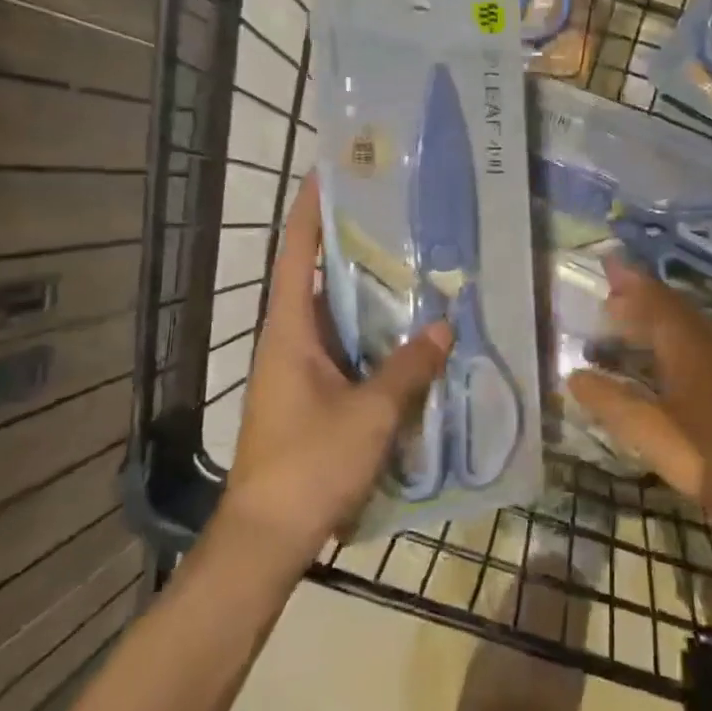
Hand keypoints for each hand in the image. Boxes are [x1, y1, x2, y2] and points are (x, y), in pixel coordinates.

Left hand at [215, 178, 449, 562]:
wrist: (268, 538)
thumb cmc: (310, 465)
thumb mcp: (369, 413)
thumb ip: (408, 366)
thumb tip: (443, 324)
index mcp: (289, 332)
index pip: (295, 255)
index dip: (309, 211)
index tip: (329, 171)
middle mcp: (290, 342)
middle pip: (317, 278)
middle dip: (351, 244)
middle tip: (397, 214)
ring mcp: (300, 371)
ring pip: (335, 316)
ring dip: (367, 292)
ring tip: (414, 263)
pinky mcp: (314, 396)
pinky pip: (347, 349)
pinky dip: (373, 334)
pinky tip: (410, 333)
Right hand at [566, 261, 711, 540]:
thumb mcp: (652, 432)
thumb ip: (612, 402)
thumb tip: (574, 376)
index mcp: (688, 345)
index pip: (654, 299)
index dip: (629, 281)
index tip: (606, 262)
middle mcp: (708, 344)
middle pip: (670, 308)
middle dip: (638, 296)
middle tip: (606, 291)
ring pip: (684, 327)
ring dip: (653, 318)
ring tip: (623, 320)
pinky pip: (692, 345)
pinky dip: (667, 341)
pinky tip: (657, 362)